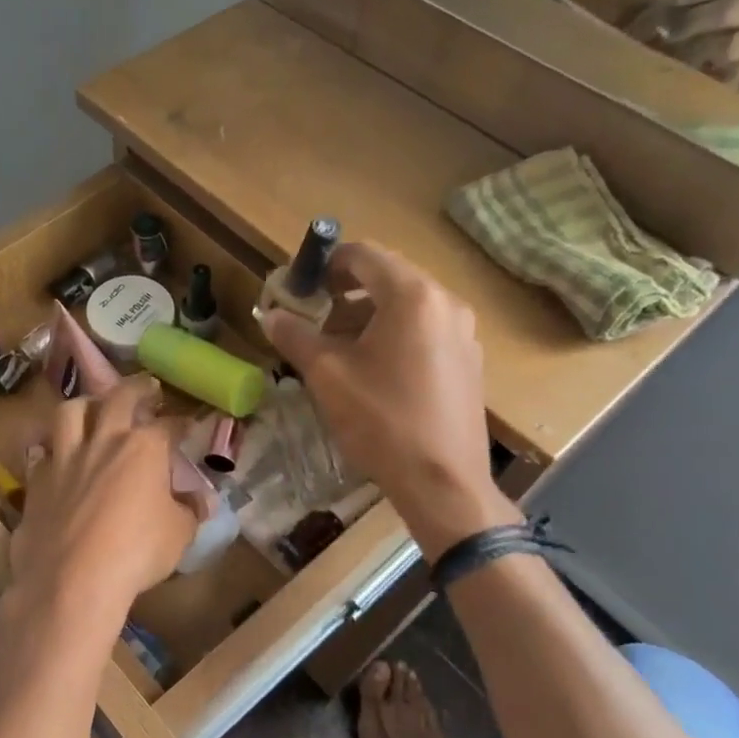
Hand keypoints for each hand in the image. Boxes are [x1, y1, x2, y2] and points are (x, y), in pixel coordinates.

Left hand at [0, 377, 196, 678]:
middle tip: (146, 388)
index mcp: (143, 448)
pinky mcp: (36, 480)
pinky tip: (55, 456)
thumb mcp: (179, 535)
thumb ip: (189, 511)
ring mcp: (64, 458)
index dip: (180, 423)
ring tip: (92, 409)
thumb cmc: (136, 553)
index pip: (167, 425)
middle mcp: (102, 441)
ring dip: (85, 405)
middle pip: (118, 398)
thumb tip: (200, 501)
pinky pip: (41, 452)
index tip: (187, 425)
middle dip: (136, 388)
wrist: (71, 580)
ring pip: (69, 412)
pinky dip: (51, 449)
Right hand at [263, 242, 517, 555]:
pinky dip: (393, 336)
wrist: (442, 482)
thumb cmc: (381, 420)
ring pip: (406, 307)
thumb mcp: (326, 374)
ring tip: (337, 351)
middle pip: (386, 278)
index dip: (325, 265)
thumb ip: (295, 335)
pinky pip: (424, 331)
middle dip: (343, 294)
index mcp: (412, 296)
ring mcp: (463, 332)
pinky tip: (372, 373)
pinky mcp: (468, 361)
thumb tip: (270, 314)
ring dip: (366, 316)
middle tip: (313, 321)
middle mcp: (445, 303)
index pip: (363, 255)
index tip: (299, 288)